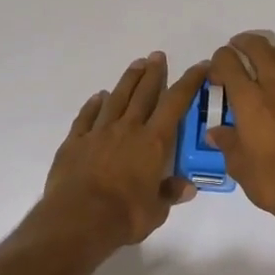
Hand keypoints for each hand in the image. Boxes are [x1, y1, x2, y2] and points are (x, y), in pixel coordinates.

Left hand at [42, 53, 207, 251]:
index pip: (175, 104)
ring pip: (116, 98)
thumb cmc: (124, 216)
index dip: (189, 82)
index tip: (200, 66)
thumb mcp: (156, 211)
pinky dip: (93, 105)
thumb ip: (170, 194)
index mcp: (152, 142)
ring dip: (127, 80)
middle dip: (154, 73)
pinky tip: (98, 97)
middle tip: (158, 56)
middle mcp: (128, 129)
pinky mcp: (75, 141)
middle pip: (143, 93)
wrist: (77, 219)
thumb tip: (188, 186)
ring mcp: (99, 132)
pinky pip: (86, 116)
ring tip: (136, 64)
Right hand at [207, 32, 274, 229]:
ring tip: (265, 60)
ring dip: (273, 53)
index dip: (219, 61)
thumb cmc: (273, 182)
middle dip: (244, 43)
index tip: (216, 73)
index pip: (229, 63)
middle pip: (259, 48)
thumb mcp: (239, 167)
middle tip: (237, 48)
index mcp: (249, 101)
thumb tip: (215, 131)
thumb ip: (226, 143)